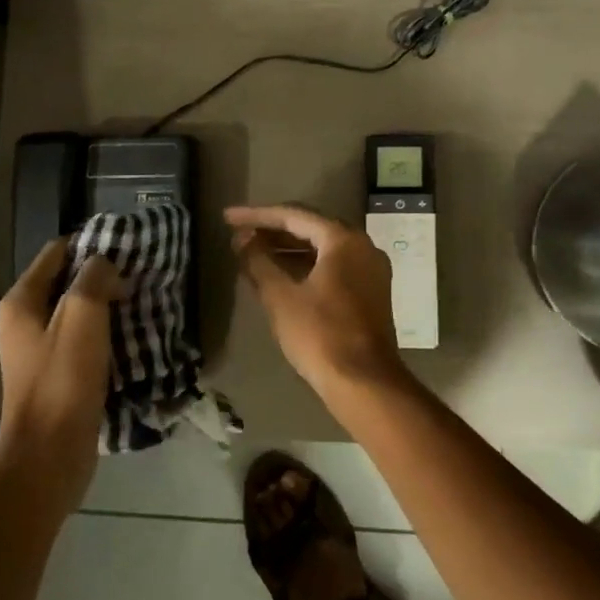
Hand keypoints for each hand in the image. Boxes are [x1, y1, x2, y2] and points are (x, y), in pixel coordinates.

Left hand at [0, 240, 123, 515]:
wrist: (48, 457)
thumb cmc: (63, 380)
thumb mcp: (83, 316)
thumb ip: (94, 278)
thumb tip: (105, 266)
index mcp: (21, 302)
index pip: (56, 252)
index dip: (90, 245)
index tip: (126, 249)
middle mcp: (23, 322)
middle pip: (66, 282)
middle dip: (101, 277)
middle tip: (137, 277)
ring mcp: (37, 352)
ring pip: (77, 313)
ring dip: (106, 307)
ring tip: (139, 304)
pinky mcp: (55, 377)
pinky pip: (82, 341)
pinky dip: (104, 335)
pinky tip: (130, 338)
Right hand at [226, 204, 407, 399]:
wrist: (365, 383)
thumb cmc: (321, 335)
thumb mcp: (281, 297)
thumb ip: (259, 262)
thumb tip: (242, 239)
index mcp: (343, 239)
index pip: (294, 216)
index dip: (257, 216)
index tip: (228, 218)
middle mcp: (362, 245)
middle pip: (311, 228)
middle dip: (273, 230)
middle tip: (239, 233)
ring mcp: (370, 269)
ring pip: (323, 248)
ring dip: (288, 249)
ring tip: (252, 252)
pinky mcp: (371, 291)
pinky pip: (333, 266)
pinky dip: (306, 265)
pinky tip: (280, 274)